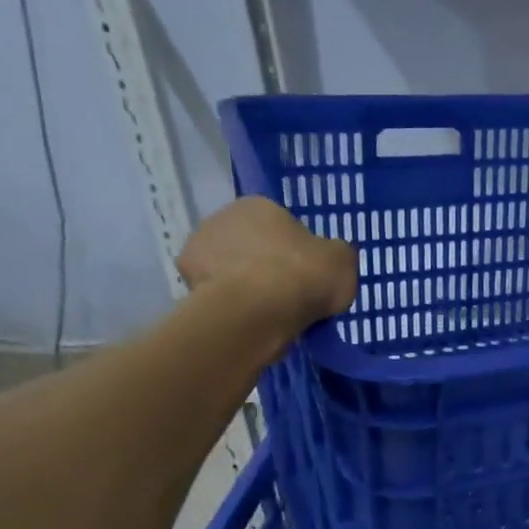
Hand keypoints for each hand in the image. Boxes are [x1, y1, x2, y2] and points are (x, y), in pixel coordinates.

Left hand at [176, 198, 357, 328]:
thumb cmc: (305, 273)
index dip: (294, 250)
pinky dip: (230, 308)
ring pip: (228, 271)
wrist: (261, 309)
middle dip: (262, 265)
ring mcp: (198, 252)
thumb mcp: (342, 259)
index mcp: (258, 205)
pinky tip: (249, 323)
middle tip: (286, 294)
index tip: (305, 274)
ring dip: (243, 286)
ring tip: (268, 315)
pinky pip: (217, 297)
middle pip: (248, 245)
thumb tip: (329, 258)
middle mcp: (220, 219)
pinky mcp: (186, 285)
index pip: (278, 225)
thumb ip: (334, 254)